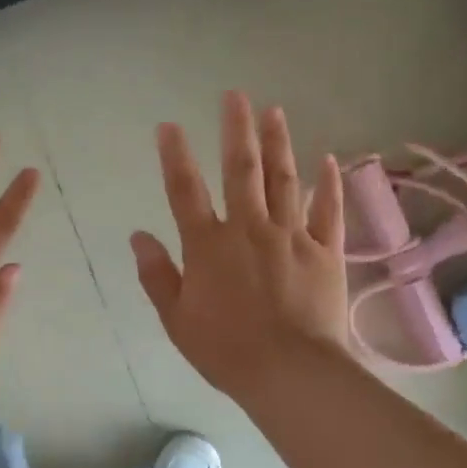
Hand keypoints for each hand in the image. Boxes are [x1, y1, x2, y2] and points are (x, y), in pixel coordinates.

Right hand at [132, 91, 350, 403]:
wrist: (288, 372)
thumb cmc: (224, 349)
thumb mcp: (176, 318)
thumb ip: (156, 274)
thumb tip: (138, 236)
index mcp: (208, 245)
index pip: (185, 191)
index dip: (175, 156)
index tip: (169, 126)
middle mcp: (248, 229)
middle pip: (240, 170)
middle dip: (236, 130)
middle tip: (235, 95)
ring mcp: (291, 236)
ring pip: (284, 180)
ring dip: (278, 143)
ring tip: (274, 111)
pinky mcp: (325, 252)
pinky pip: (327, 211)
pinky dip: (328, 184)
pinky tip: (328, 160)